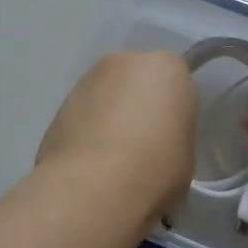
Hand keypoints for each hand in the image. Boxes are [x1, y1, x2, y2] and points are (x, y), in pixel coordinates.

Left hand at [37, 51, 196, 214]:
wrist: (94, 185)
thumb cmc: (155, 168)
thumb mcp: (185, 153)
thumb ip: (172, 133)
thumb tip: (156, 141)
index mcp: (167, 68)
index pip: (176, 83)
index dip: (173, 112)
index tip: (170, 138)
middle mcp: (127, 62)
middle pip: (139, 80)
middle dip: (140, 104)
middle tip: (143, 144)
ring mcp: (90, 78)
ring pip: (109, 93)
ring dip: (112, 115)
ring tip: (113, 157)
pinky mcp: (62, 101)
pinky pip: (85, 111)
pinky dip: (89, 128)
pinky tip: (90, 161)